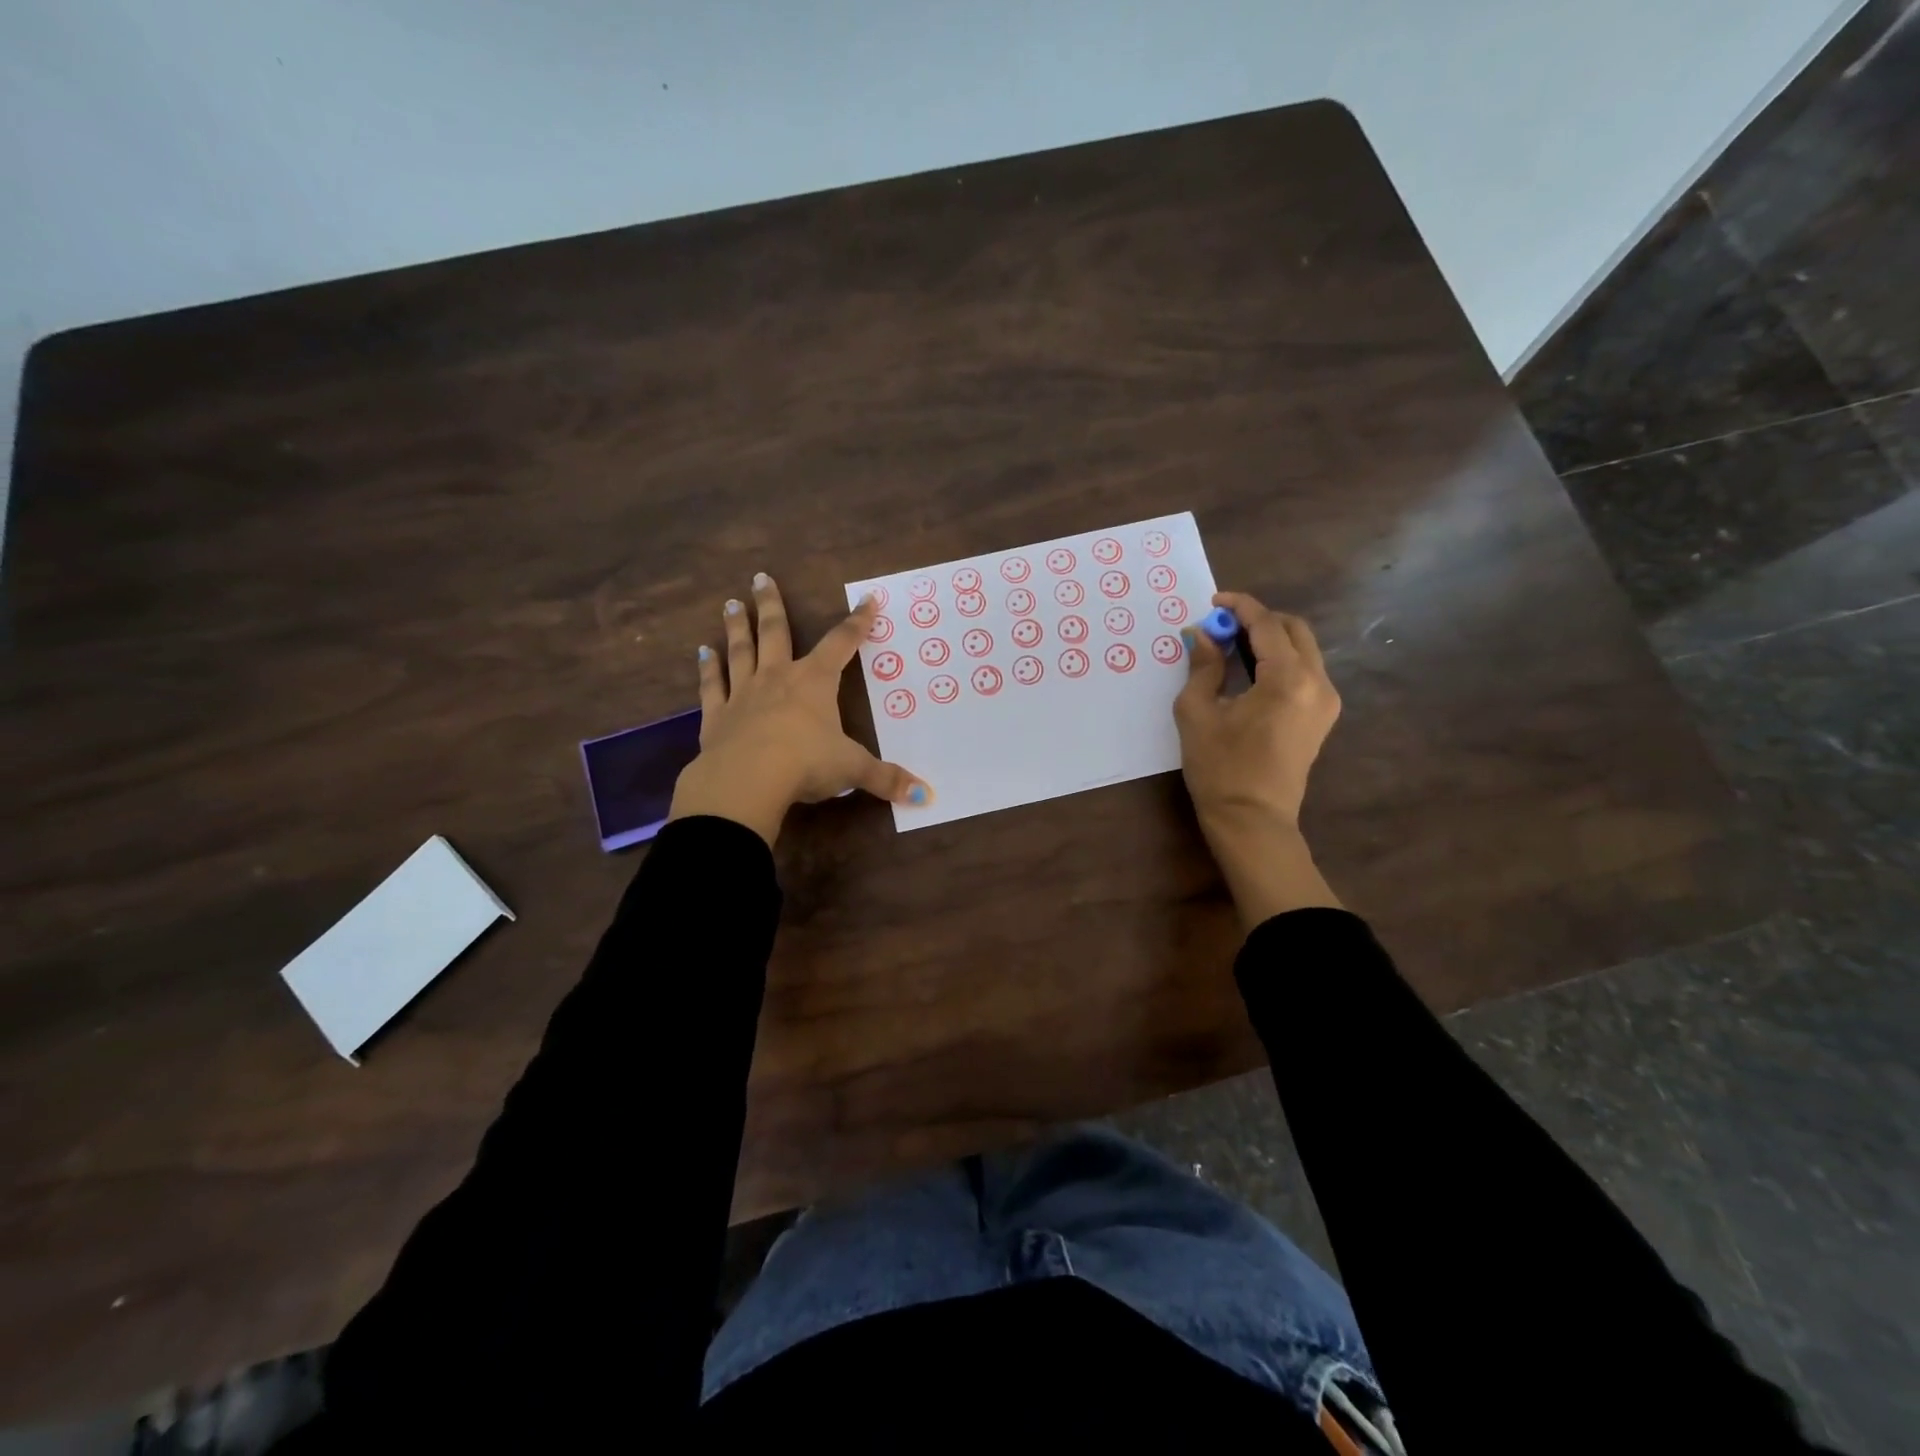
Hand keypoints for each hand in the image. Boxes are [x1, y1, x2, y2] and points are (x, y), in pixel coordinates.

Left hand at [667, 574, 930, 845]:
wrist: (746, 780)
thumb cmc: (806, 765)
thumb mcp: (852, 770)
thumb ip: (886, 779)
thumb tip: (924, 796)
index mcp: (815, 682)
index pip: (842, 643)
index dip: (858, 622)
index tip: (867, 600)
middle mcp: (778, 678)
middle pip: (776, 632)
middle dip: (772, 605)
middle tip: (760, 577)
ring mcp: (743, 694)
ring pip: (741, 651)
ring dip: (738, 627)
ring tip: (732, 603)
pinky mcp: (717, 716)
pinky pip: (711, 686)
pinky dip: (707, 669)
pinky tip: (702, 653)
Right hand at [1174, 592, 1342, 923]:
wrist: (1252, 820)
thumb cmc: (1219, 768)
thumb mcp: (1198, 713)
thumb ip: (1203, 667)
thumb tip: (1202, 635)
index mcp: (1288, 679)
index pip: (1266, 625)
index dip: (1240, 607)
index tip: (1214, 601)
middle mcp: (1317, 683)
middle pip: (1293, 630)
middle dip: (1258, 620)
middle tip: (1222, 627)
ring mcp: (1326, 701)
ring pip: (1303, 649)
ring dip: (1270, 639)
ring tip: (1231, 647)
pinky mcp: (1322, 716)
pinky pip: (1305, 671)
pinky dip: (1280, 660)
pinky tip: (1250, 671)